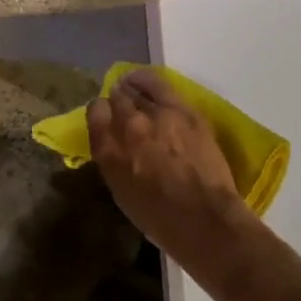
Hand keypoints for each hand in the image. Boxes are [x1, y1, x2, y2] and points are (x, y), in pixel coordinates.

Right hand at [86, 70, 250, 254]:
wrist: (204, 218)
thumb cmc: (160, 218)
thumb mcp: (122, 192)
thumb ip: (114, 162)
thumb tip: (116, 146)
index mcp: (108, 152)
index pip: (95, 113)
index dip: (100, 113)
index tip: (105, 118)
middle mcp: (127, 127)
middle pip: (115, 99)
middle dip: (117, 101)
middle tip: (123, 108)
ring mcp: (155, 115)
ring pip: (135, 88)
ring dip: (131, 88)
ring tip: (132, 87)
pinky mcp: (182, 110)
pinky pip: (158, 85)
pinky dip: (147, 81)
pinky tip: (145, 81)